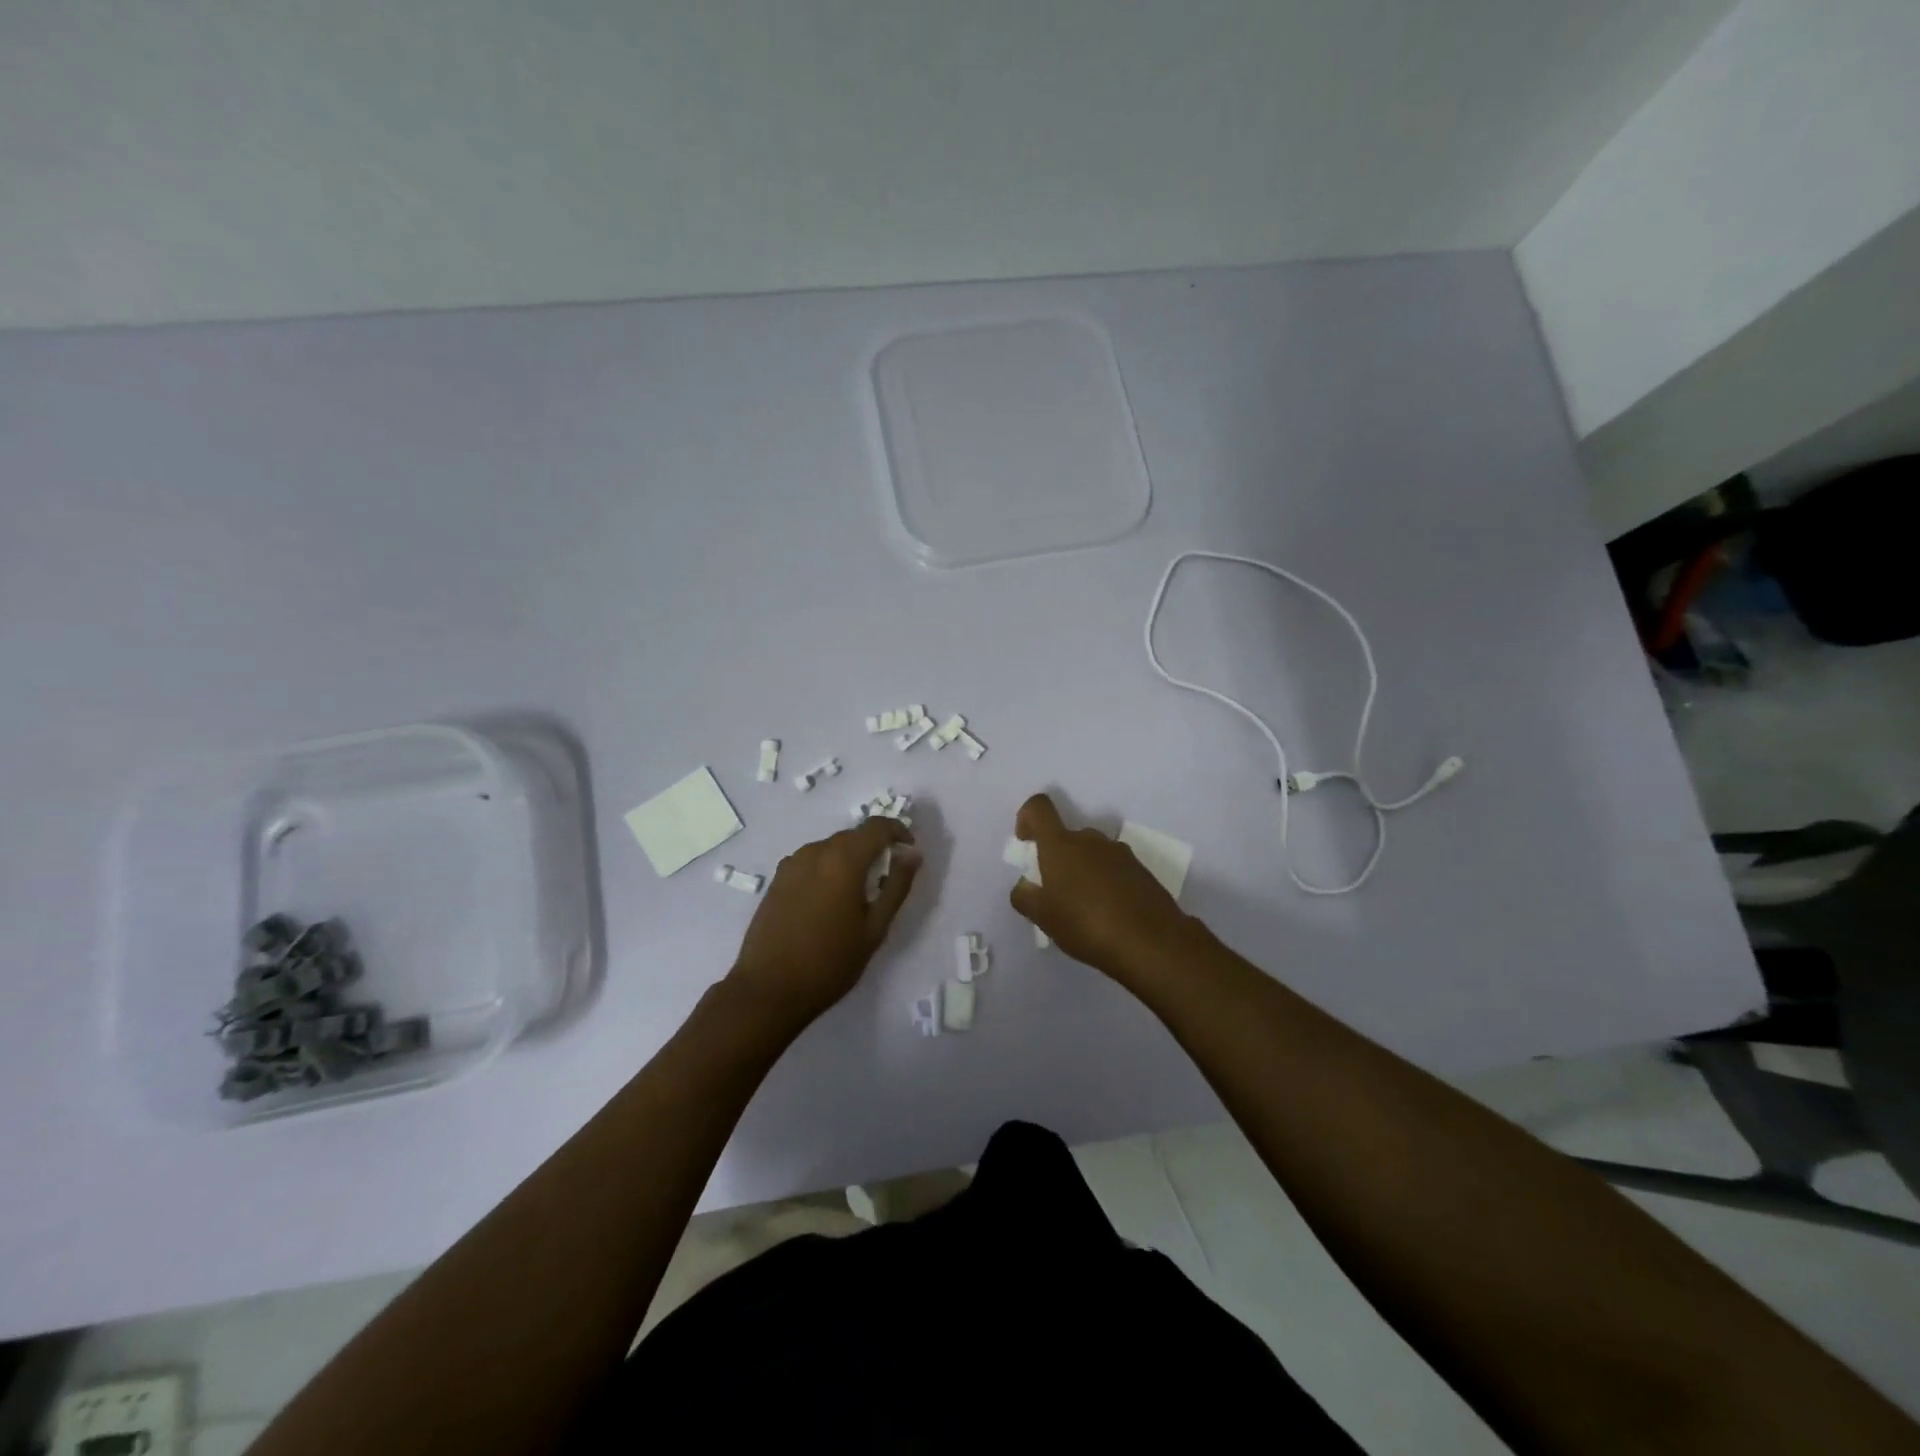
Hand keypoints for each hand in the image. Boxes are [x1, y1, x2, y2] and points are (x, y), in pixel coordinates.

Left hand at [729, 817, 921, 1027]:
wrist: (769, 989)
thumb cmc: (830, 961)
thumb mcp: (875, 927)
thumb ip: (897, 886)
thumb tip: (912, 854)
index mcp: (843, 859)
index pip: (877, 827)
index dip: (898, 831)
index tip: (909, 850)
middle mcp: (815, 852)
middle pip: (853, 836)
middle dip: (874, 847)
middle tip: (887, 877)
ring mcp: (791, 864)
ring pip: (830, 848)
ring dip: (850, 859)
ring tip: (858, 892)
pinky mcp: (777, 880)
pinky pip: (811, 862)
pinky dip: (827, 869)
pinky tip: (829, 900)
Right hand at [1008, 793, 1200, 984]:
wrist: (1151, 941)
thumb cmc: (1086, 924)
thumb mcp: (1043, 917)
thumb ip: (1025, 896)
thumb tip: (1024, 885)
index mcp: (1061, 845)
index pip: (1039, 808)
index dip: (1027, 818)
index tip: (1026, 843)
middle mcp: (1090, 839)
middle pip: (1066, 837)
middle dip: (1057, 859)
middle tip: (1056, 894)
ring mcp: (1119, 852)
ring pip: (1091, 854)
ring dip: (1083, 872)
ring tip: (1084, 909)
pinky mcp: (1141, 870)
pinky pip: (1113, 868)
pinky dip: (1105, 883)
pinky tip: (1109, 914)